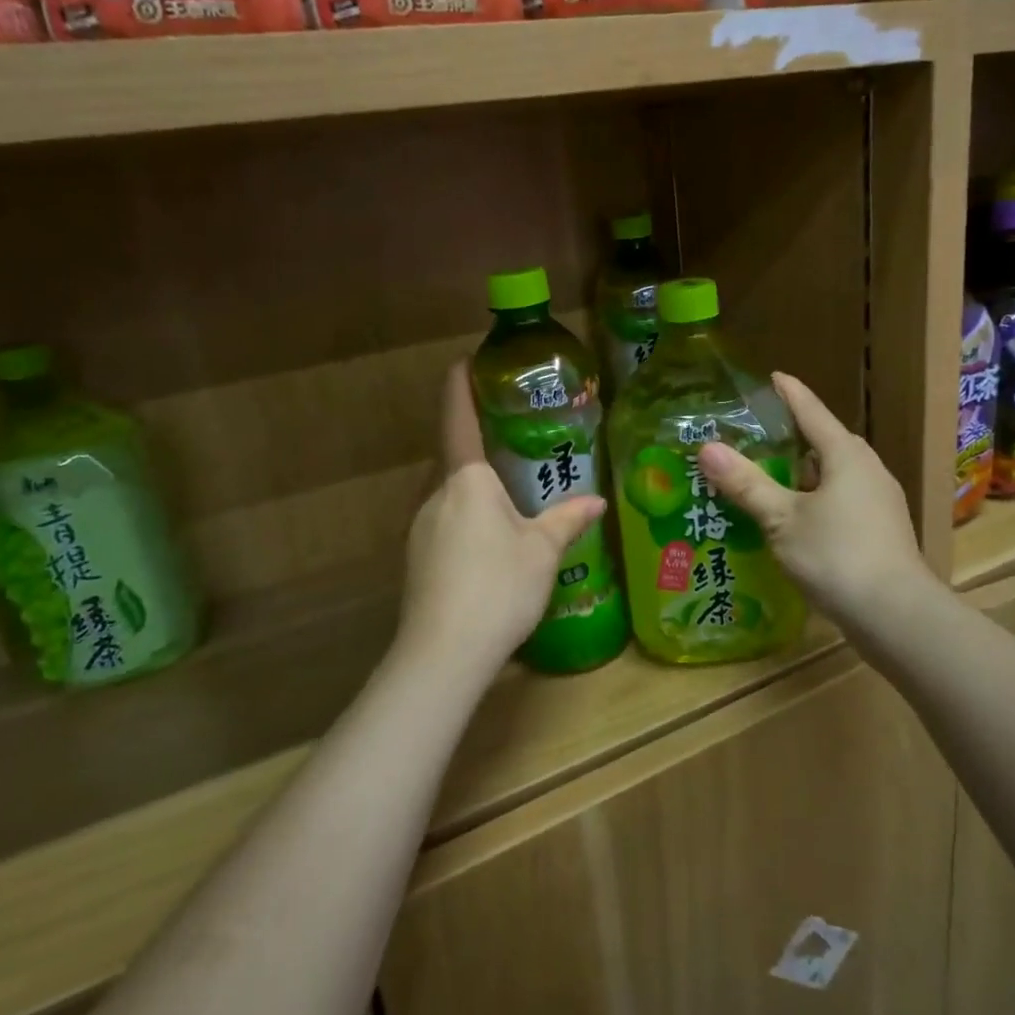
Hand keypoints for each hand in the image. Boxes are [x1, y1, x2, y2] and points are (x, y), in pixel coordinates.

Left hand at [396, 362, 605, 675]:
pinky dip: (466, 520)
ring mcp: (419, 529)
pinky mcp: (416, 559)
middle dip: (479, 446)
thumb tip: (597, 501)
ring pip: (449, 495)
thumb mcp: (543, 551)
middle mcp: (435, 495)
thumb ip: (568, 520)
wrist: (443, 653)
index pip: (457, 418)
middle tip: (514, 443)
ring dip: (474, 489)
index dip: (460, 386)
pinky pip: (444, 523)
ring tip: (510, 498)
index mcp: (466, 480)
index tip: (465, 361)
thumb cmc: (498, 586)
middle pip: (454, 459)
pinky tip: (490, 546)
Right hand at [698, 373, 927, 631]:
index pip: (812, 411)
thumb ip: (746, 483)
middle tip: (754, 436)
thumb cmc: (836, 556)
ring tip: (766, 478)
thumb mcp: (782, 519)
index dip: (789, 393)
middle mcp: (867, 469)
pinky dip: (814, 499)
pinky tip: (793, 518)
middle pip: (825, 442)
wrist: (896, 615)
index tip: (772, 376)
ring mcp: (879, 501)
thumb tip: (707, 448)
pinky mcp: (880, 529)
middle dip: (792, 437)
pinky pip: (841, 500)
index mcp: (845, 455)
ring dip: (802, 473)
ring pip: (834, 474)